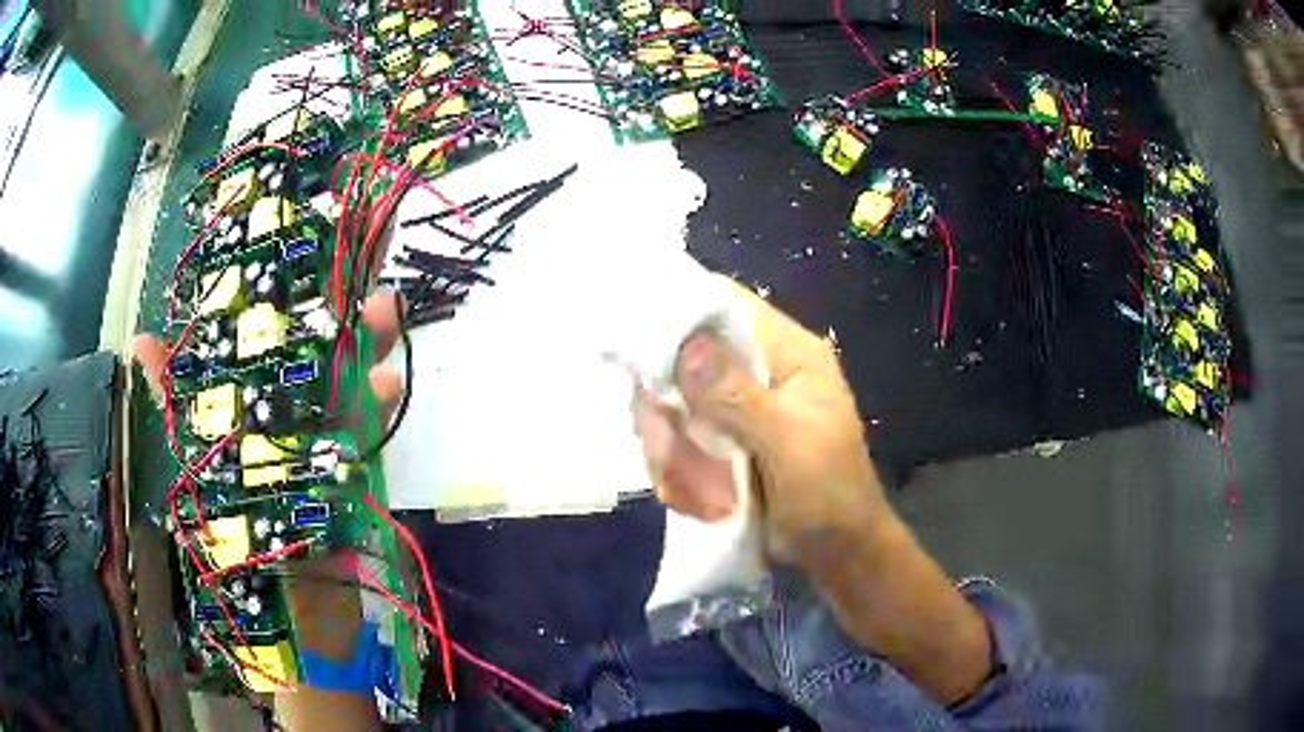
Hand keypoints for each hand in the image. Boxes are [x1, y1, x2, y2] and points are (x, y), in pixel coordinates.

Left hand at [134, 294, 402, 729]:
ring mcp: (314, 444)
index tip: (293, 252)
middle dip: (328, 311)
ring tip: (386, 307)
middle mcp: (275, 418)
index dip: (273, 297)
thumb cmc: (233, 542)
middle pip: (304, 354)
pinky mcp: (347, 472)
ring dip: (362, 346)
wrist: (291, 618)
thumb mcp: (194, 465)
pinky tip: (393, 378)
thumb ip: (175, 405)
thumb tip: (142, 339)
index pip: (256, 340)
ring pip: (340, 383)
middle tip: (348, 267)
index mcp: (239, 411)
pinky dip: (379, 404)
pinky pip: (364, 430)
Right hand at [636, 287, 991, 704]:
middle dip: (669, 409)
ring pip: (674, 407)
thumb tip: (687, 344)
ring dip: (674, 452)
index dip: (680, 313)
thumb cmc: (829, 494)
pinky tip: (700, 503)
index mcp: (789, 354)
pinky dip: (680, 474)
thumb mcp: (788, 444)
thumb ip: (738, 396)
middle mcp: (759, 372)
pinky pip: (678, 442)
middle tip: (664, 446)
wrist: (838, 554)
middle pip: (686, 359)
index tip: (637, 345)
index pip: (728, 306)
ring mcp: (737, 410)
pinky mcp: (723, 443)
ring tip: (697, 493)